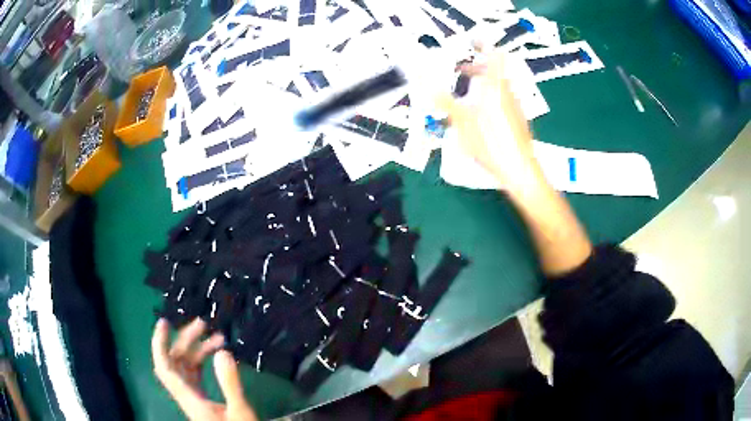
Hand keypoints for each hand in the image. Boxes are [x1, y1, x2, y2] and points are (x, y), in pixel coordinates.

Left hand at [151, 318, 257, 420]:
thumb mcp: (239, 411)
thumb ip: (230, 383)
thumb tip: (223, 352)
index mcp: (189, 397)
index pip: (164, 366)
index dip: (159, 343)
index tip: (165, 322)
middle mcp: (186, 394)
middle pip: (176, 361)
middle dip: (186, 340)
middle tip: (204, 325)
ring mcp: (193, 396)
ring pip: (186, 366)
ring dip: (198, 349)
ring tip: (218, 337)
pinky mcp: (201, 398)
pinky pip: (195, 373)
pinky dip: (203, 360)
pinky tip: (216, 354)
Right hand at [436, 51, 540, 191]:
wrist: (519, 170)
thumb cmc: (492, 142)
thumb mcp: (462, 122)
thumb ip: (445, 101)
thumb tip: (426, 84)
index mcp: (495, 86)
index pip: (495, 56)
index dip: (485, 46)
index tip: (472, 42)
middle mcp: (507, 92)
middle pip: (495, 71)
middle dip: (476, 68)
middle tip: (460, 71)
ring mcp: (514, 107)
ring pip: (497, 87)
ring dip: (481, 85)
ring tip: (464, 95)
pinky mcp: (516, 120)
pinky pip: (501, 101)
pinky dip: (488, 100)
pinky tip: (477, 116)